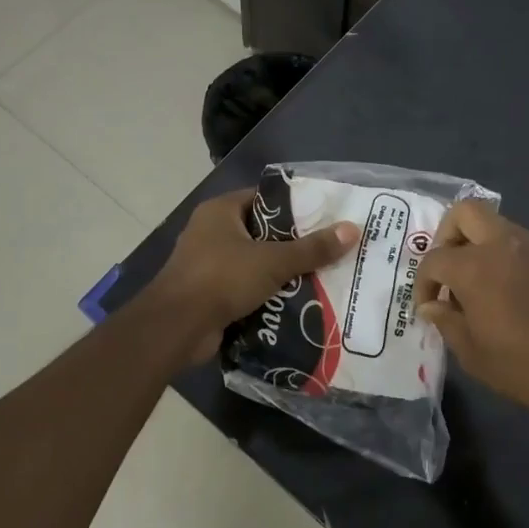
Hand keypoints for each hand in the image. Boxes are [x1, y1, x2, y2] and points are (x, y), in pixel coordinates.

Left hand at [146, 190, 358, 363]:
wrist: (176, 328)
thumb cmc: (221, 279)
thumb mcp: (273, 261)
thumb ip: (312, 249)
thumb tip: (352, 229)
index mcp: (220, 211)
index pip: (264, 200)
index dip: (295, 207)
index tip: (326, 218)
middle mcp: (211, 232)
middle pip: (262, 233)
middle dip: (293, 245)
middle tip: (330, 251)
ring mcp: (207, 265)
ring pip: (255, 264)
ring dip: (281, 274)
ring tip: (321, 278)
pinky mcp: (209, 295)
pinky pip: (245, 289)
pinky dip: (266, 295)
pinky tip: (296, 304)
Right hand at [415, 201, 528, 411]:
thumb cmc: (523, 366)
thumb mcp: (473, 353)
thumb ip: (446, 322)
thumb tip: (432, 306)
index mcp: (475, 266)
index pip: (434, 259)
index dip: (423, 283)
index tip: (428, 306)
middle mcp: (504, 245)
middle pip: (466, 212)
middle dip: (449, 234)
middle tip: (449, 268)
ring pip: (499, 227)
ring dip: (482, 247)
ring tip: (482, 286)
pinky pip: (527, 249)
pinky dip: (511, 262)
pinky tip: (517, 296)